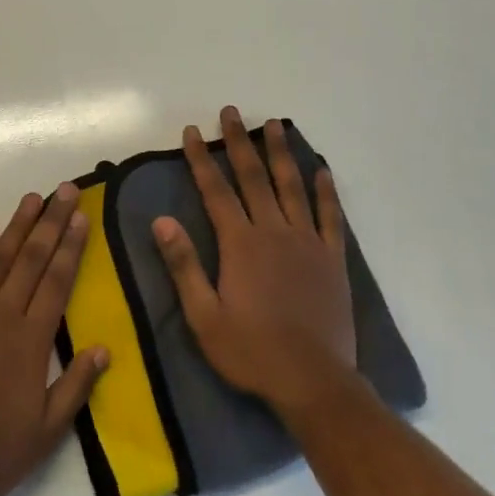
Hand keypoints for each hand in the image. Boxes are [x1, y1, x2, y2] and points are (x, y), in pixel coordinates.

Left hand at [0, 184, 109, 495]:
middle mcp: (1, 315)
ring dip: (17, 225)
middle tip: (64, 190)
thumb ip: (75, 388)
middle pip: (31, 259)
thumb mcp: (44, 434)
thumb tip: (103, 349)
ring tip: (32, 198)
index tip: (81, 217)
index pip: (56, 282)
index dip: (71, 247)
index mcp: (31, 341)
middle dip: (50, 222)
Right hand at [153, 107, 355, 411]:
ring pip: (292, 186)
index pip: (216, 190)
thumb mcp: (204, 317)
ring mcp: (307, 242)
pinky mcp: (332, 259)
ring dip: (281, 153)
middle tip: (231, 112)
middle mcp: (274, 231)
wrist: (314, 383)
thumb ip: (184, 265)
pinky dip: (325, 191)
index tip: (191, 131)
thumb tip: (161, 220)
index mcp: (241, 244)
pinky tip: (321, 170)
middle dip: (239, 142)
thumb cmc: (252, 352)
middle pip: (254, 177)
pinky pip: (330, 216)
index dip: (200, 159)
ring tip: (274, 124)